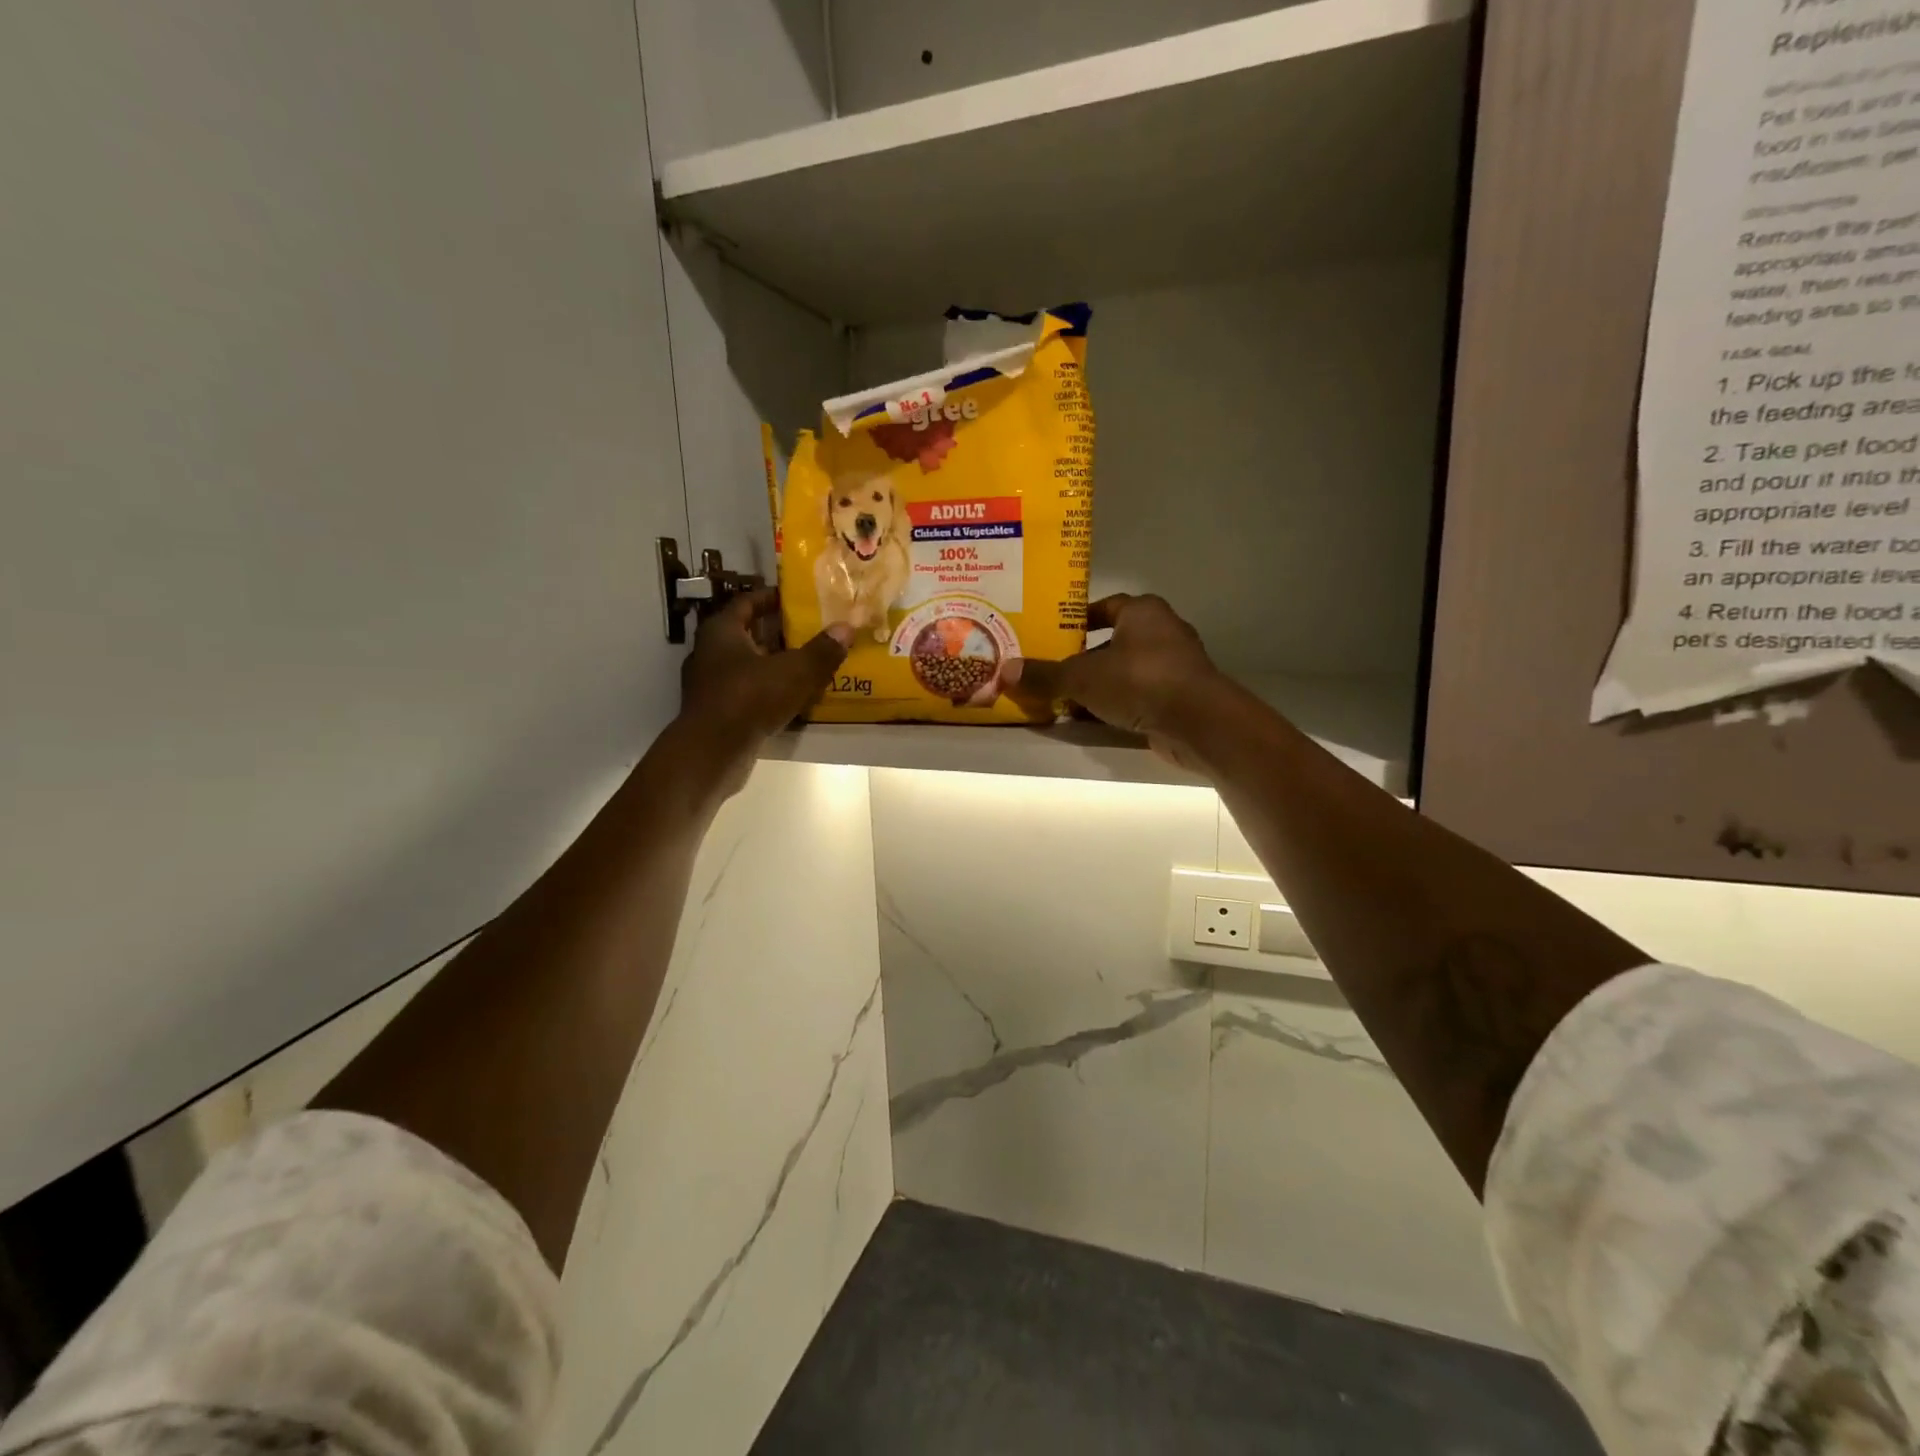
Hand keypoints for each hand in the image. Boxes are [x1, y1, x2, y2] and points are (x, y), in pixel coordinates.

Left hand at [678, 590, 850, 787]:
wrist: (712, 752)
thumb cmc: (749, 699)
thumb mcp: (794, 672)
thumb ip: (822, 650)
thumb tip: (846, 627)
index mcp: (721, 631)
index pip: (746, 602)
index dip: (771, 597)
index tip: (796, 598)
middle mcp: (710, 652)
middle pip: (748, 634)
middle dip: (779, 633)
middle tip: (812, 631)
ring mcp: (710, 684)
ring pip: (749, 665)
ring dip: (776, 664)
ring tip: (809, 664)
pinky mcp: (718, 711)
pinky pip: (748, 691)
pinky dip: (769, 690)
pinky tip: (794, 698)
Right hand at [1002, 594, 1223, 760]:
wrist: (1198, 722)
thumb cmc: (1139, 680)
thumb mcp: (1082, 677)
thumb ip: (1045, 674)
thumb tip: (1005, 671)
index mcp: (1143, 612)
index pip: (1105, 606)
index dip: (1077, 620)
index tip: (1052, 635)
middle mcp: (1162, 631)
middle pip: (1113, 641)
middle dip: (1083, 657)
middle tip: (1051, 669)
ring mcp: (1175, 666)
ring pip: (1125, 671)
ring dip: (1098, 684)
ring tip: (1064, 698)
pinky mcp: (1179, 697)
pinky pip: (1138, 695)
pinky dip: (1115, 704)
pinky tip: (1090, 719)